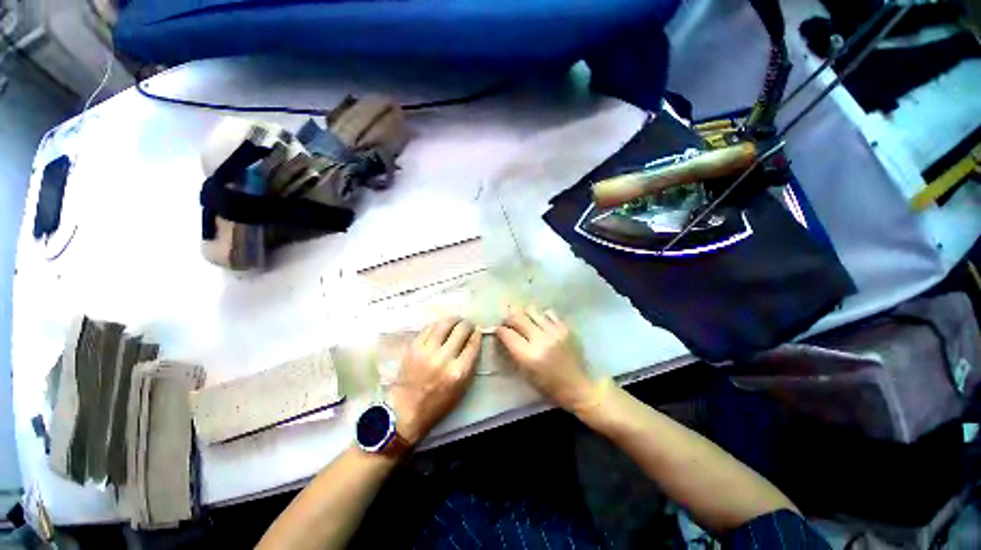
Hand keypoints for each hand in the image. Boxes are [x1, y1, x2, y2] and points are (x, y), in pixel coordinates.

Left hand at [389, 317, 481, 444]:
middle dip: (467, 324)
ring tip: (456, 320)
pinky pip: (428, 328)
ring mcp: (427, 351)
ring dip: (453, 320)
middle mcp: (443, 358)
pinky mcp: (413, 347)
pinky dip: (437, 325)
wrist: (406, 409)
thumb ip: (470, 364)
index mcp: (458, 372)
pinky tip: (441, 326)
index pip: (473, 344)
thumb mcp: (462, 388)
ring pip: (444, 325)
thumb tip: (473, 341)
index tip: (477, 330)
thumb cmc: (438, 403)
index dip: (477, 334)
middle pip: (460, 331)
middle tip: (468, 324)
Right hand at [496, 306, 594, 411]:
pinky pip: (549, 313)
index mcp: (528, 356)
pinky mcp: (565, 328)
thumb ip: (514, 351)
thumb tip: (505, 334)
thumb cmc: (548, 385)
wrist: (577, 386)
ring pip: (532, 311)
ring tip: (524, 317)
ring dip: (524, 313)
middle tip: (508, 321)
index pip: (507, 334)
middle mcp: (540, 340)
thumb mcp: (525, 373)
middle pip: (518, 318)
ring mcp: (554, 332)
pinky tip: (541, 321)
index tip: (499, 330)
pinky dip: (541, 315)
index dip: (500, 330)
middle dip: (509, 317)